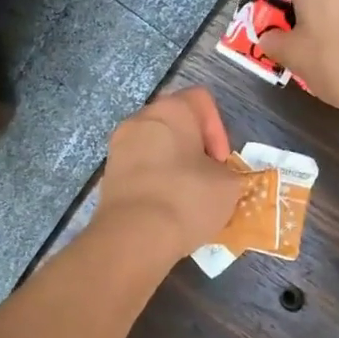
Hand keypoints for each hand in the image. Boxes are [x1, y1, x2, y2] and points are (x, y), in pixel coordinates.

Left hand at [93, 88, 242, 263]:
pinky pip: (140, 169)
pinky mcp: (109, 174)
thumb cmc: (187, 198)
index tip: (222, 162)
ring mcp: (119, 146)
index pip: (202, 101)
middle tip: (209, 178)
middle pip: (176, 123)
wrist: (133, 236)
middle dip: (196, 148)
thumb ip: (229, 173)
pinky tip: (166, 209)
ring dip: (175, 166)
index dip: (219, 129)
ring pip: (156, 147)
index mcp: (171, 109)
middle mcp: (140, 119)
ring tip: (188, 197)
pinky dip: (155, 182)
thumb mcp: (228, 186)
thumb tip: (218, 178)